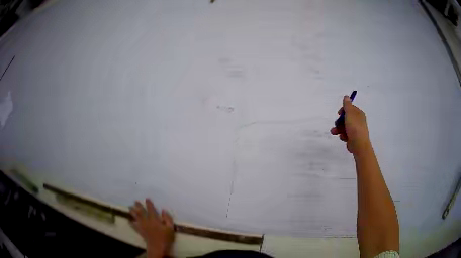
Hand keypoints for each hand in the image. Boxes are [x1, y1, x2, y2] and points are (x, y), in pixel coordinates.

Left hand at [130, 199, 174, 257]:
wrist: (158, 246)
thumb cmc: (165, 237)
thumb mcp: (170, 227)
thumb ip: (167, 218)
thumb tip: (163, 210)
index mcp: (154, 219)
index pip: (150, 209)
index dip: (148, 203)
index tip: (147, 198)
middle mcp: (146, 220)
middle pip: (141, 211)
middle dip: (138, 206)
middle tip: (135, 201)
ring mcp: (142, 225)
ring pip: (136, 217)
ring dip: (132, 212)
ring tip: (130, 207)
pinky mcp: (140, 231)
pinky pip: (134, 225)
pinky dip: (131, 222)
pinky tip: (129, 220)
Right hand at [330, 96, 370, 153]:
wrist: (359, 144)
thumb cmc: (354, 127)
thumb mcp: (350, 113)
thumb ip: (347, 105)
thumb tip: (346, 96)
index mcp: (359, 114)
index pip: (350, 109)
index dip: (343, 110)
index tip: (338, 114)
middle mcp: (358, 121)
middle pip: (346, 118)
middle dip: (339, 121)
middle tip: (336, 124)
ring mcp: (356, 130)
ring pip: (344, 127)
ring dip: (338, 129)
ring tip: (334, 132)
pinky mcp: (353, 138)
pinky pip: (346, 134)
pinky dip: (343, 135)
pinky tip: (342, 138)